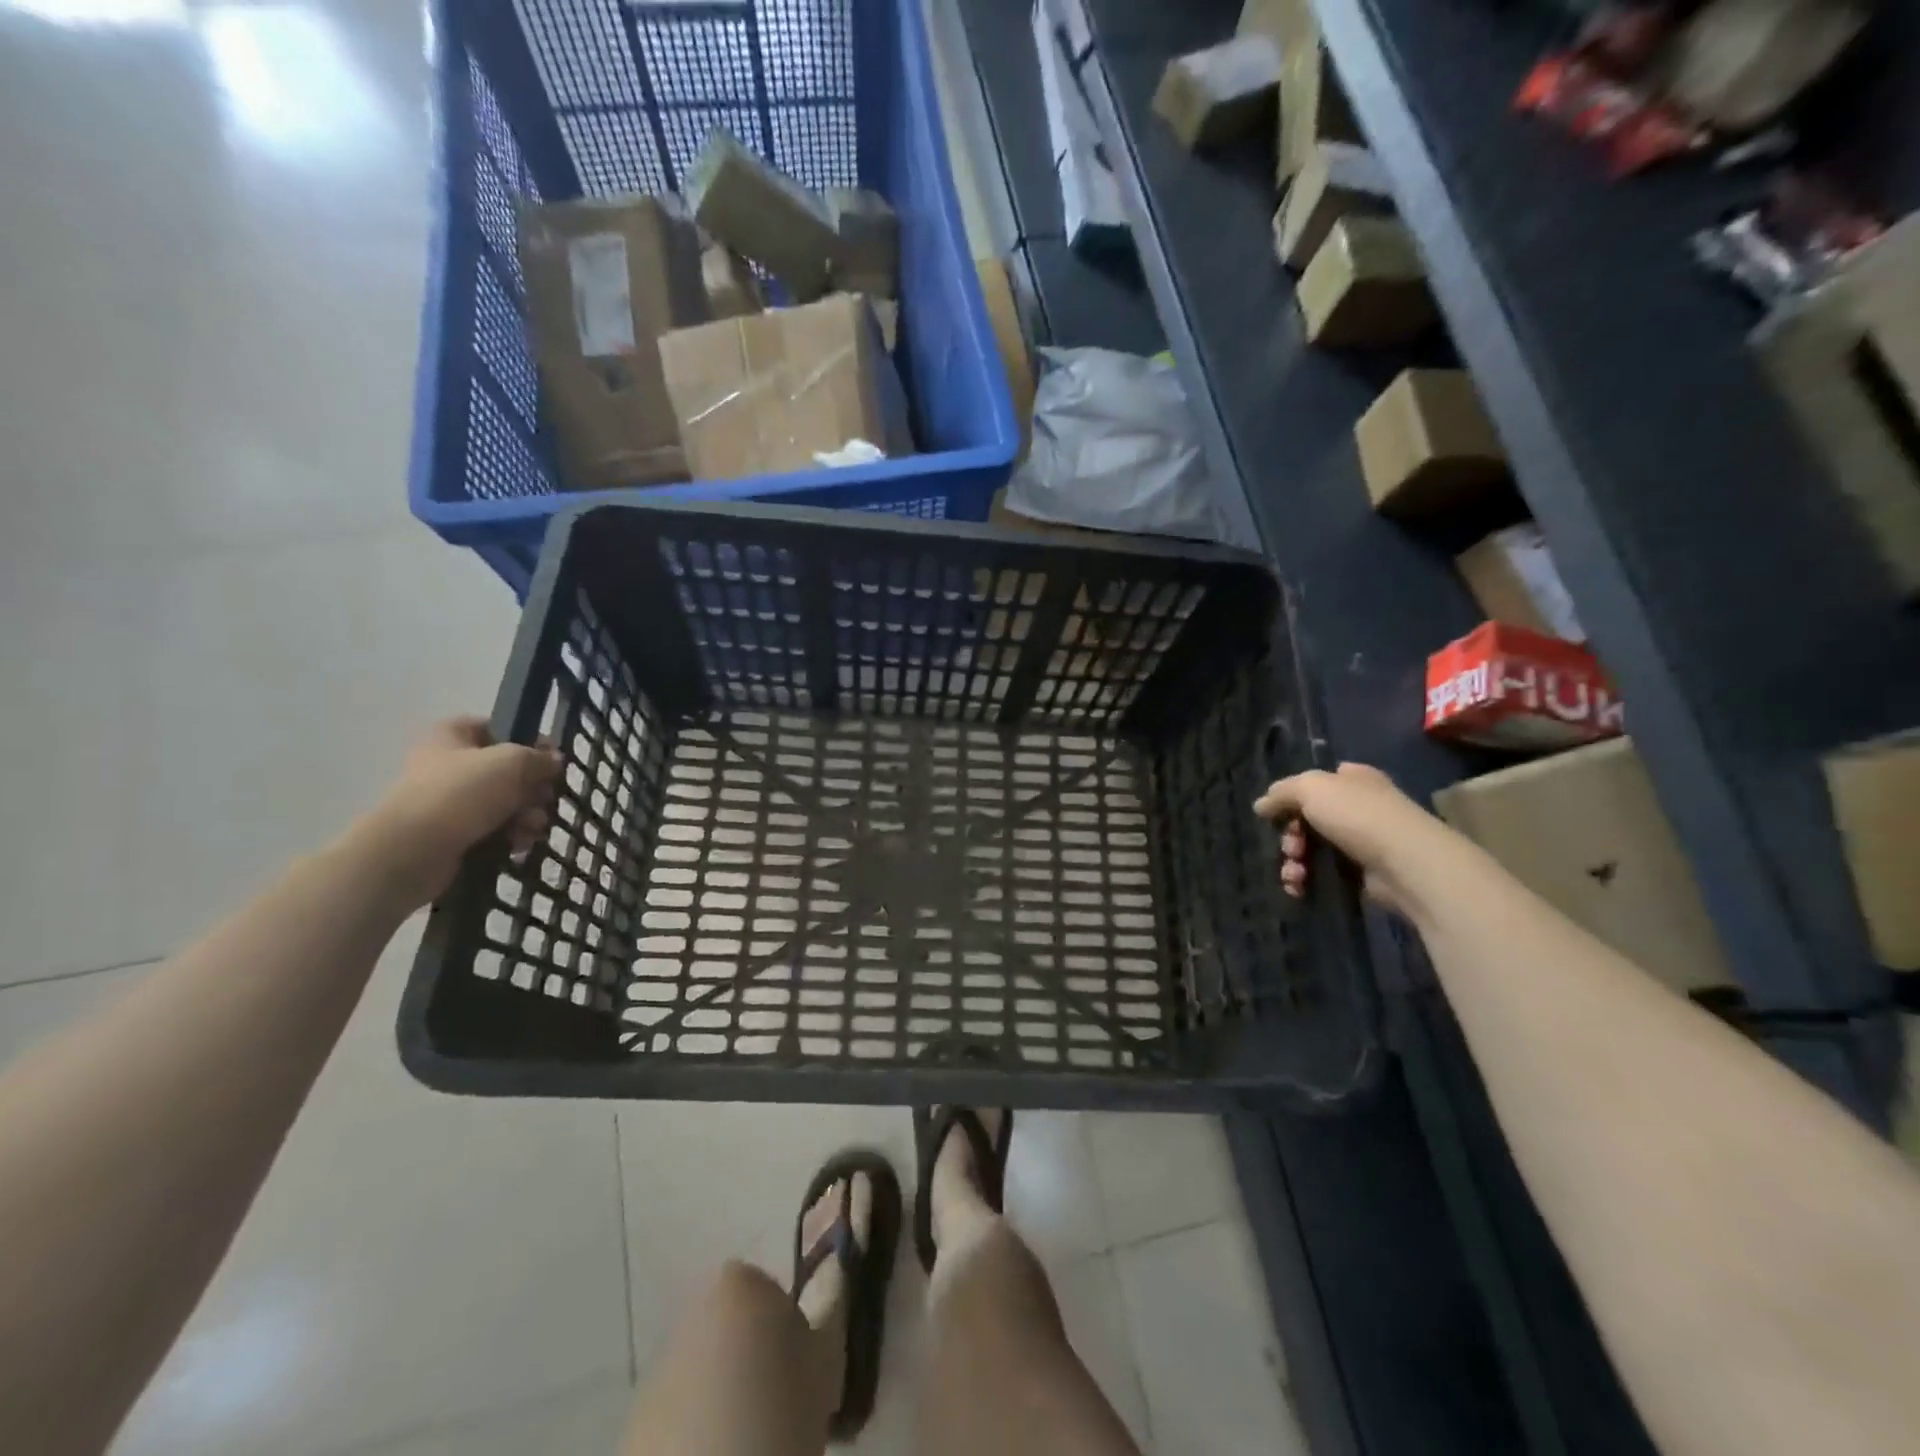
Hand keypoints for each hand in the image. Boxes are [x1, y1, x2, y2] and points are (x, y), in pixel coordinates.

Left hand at [357, 717, 561, 908]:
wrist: (412, 851)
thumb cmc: (462, 793)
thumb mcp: (512, 762)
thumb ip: (539, 758)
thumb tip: (554, 761)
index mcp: (451, 736)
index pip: (496, 727)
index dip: (528, 741)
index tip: (552, 760)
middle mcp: (448, 764)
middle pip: (507, 770)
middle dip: (533, 788)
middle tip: (544, 799)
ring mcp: (449, 801)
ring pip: (505, 802)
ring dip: (527, 815)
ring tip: (531, 828)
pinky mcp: (453, 833)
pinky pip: (494, 829)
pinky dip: (511, 835)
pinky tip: (518, 844)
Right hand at [1254, 762, 1455, 917]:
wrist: (1405, 864)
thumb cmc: (1358, 815)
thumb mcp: (1311, 788)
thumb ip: (1281, 793)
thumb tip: (1260, 805)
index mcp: (1353, 780)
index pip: (1316, 782)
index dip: (1293, 796)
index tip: (1280, 812)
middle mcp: (1359, 808)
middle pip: (1307, 819)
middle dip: (1289, 836)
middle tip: (1292, 846)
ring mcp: (1361, 843)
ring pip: (1311, 849)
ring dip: (1293, 862)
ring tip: (1295, 873)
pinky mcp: (1361, 875)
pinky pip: (1322, 875)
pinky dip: (1306, 881)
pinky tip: (1299, 887)